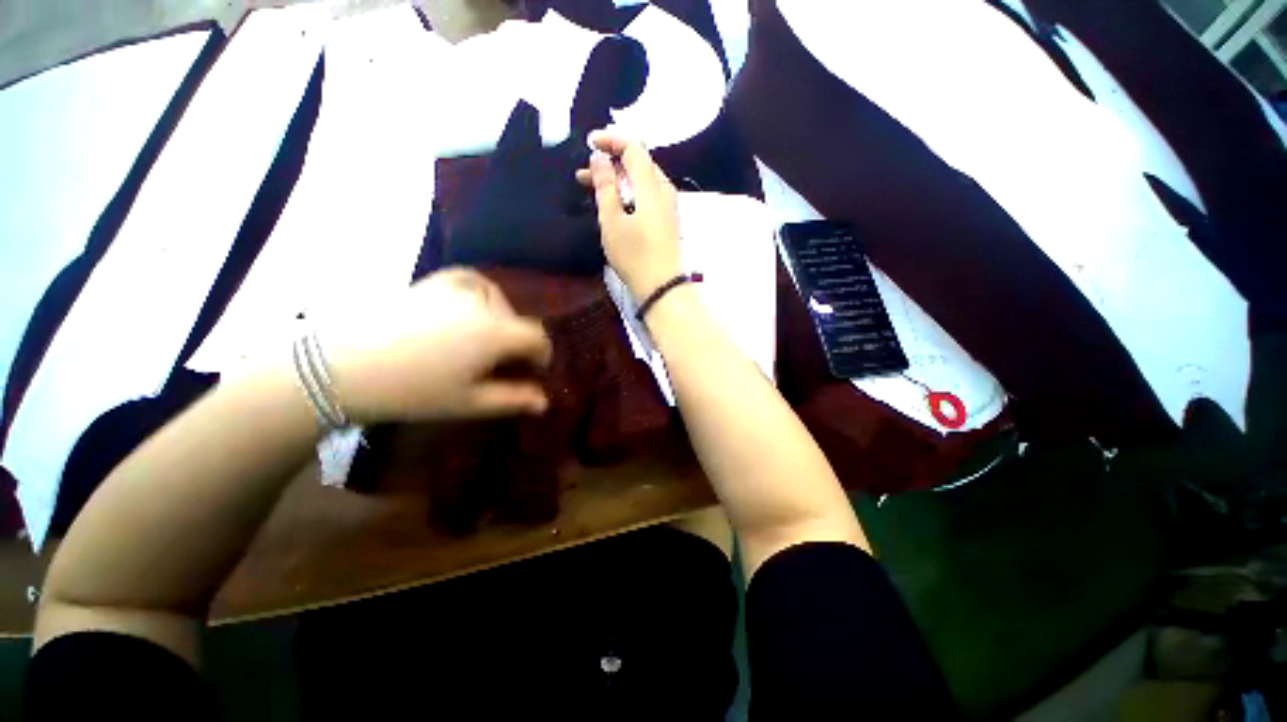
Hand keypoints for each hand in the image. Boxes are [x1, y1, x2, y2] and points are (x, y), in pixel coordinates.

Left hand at [320, 269, 551, 423]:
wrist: (339, 367)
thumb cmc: (412, 391)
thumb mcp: (469, 402)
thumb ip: (513, 399)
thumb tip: (545, 403)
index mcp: (496, 333)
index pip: (537, 338)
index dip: (541, 355)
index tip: (532, 372)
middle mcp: (483, 304)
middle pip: (518, 320)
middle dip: (519, 342)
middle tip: (502, 364)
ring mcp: (455, 289)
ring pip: (496, 298)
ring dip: (501, 318)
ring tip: (486, 337)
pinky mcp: (430, 282)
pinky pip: (468, 279)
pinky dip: (478, 292)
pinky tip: (468, 307)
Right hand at [575, 128, 681, 301]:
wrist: (662, 286)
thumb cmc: (634, 255)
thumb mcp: (612, 221)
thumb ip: (605, 186)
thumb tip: (599, 157)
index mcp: (651, 186)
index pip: (634, 147)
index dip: (611, 140)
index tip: (589, 144)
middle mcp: (664, 190)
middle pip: (639, 163)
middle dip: (611, 163)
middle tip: (584, 175)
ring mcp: (669, 207)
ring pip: (643, 181)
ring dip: (619, 180)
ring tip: (595, 190)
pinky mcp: (668, 221)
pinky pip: (649, 196)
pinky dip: (630, 193)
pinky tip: (617, 205)